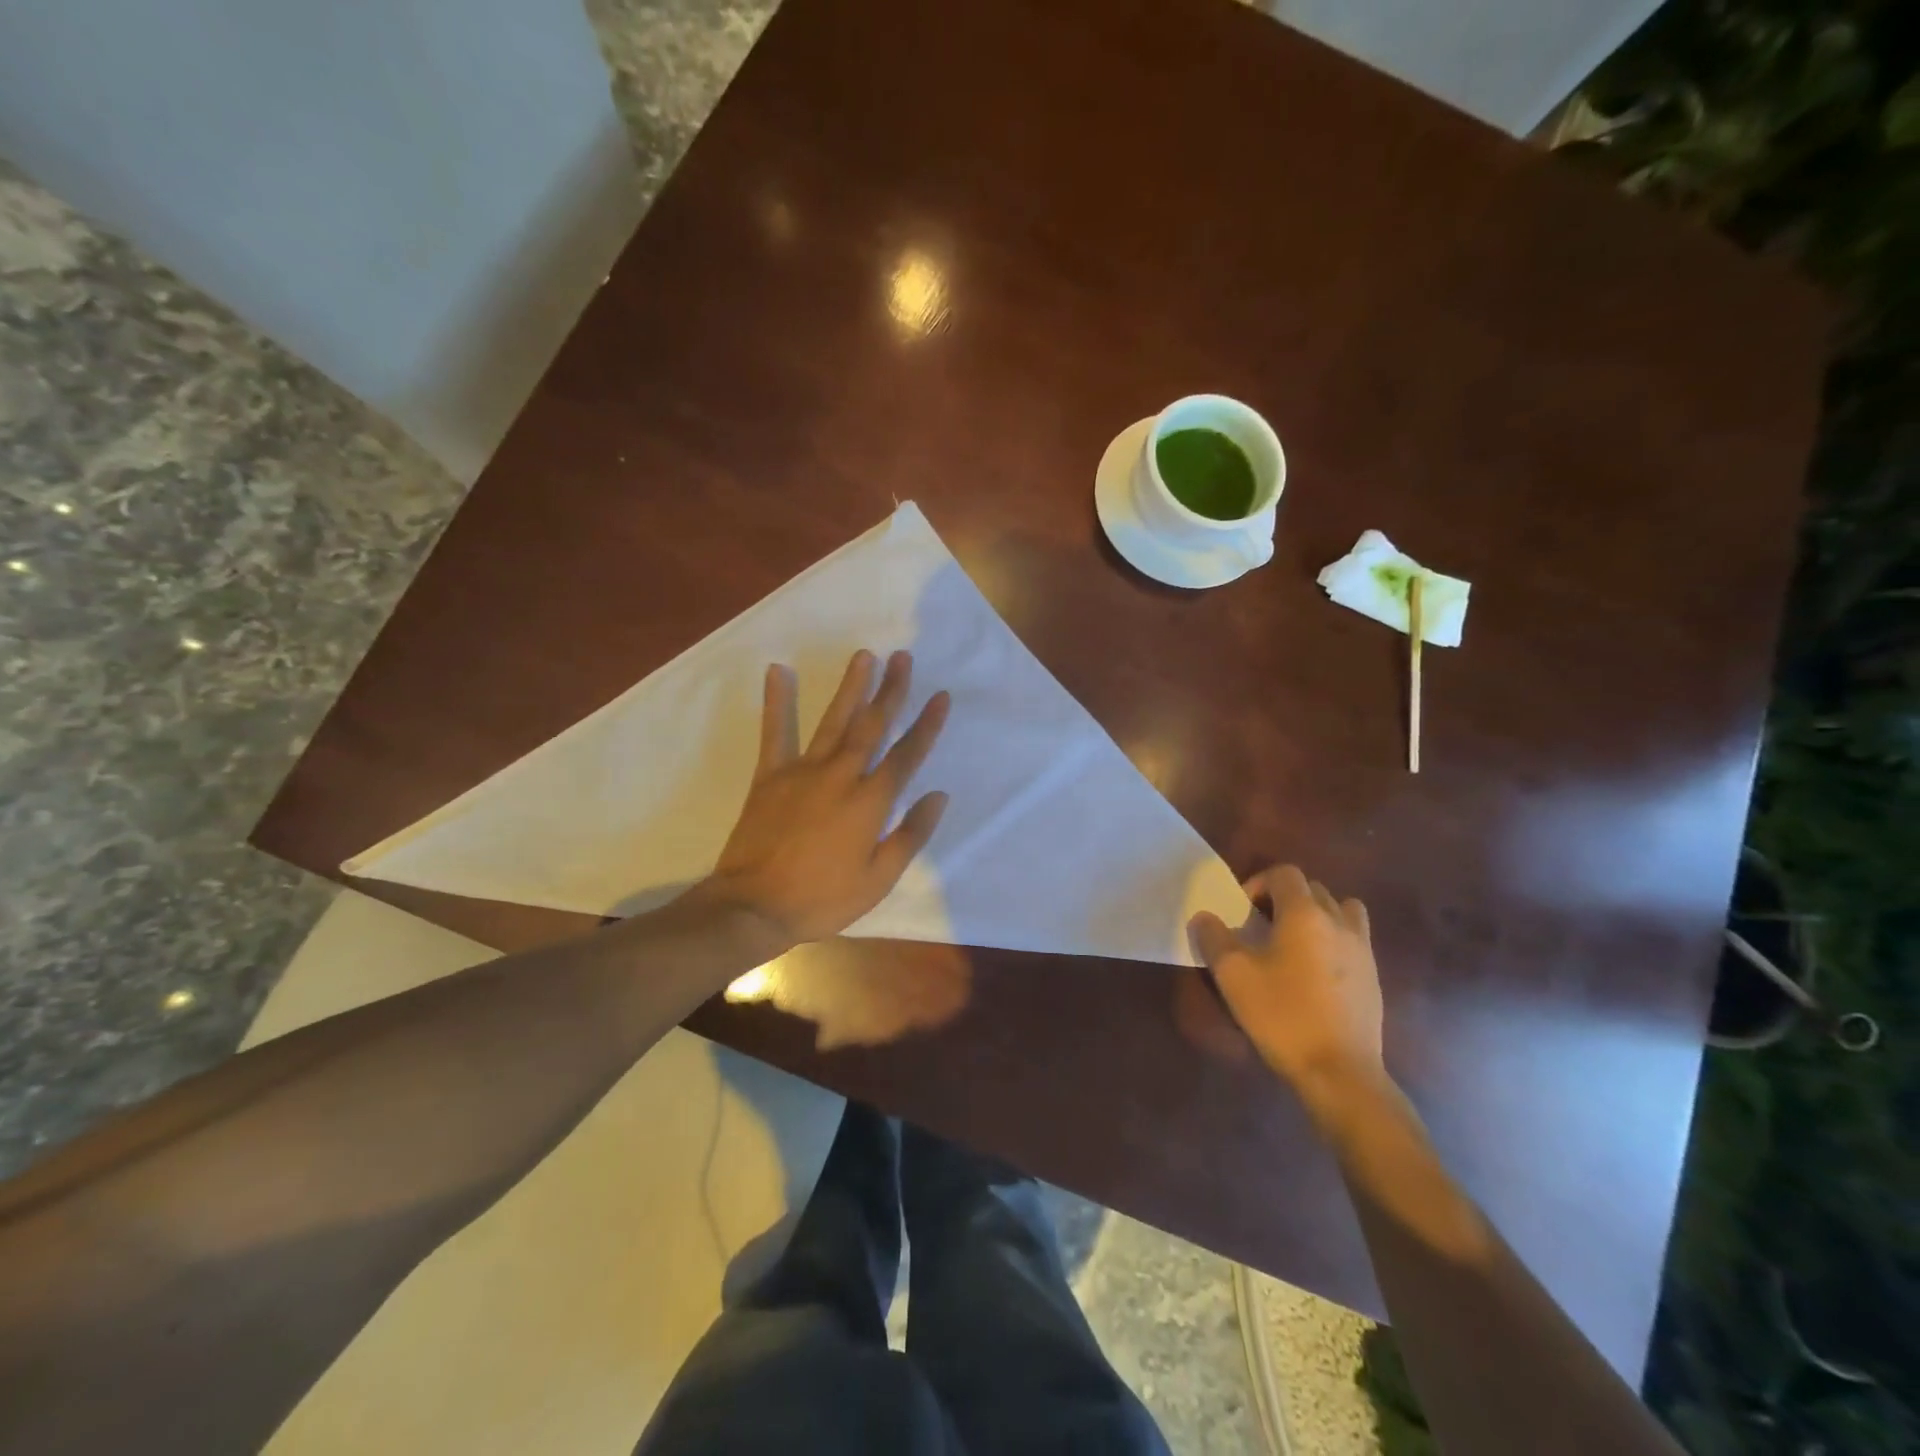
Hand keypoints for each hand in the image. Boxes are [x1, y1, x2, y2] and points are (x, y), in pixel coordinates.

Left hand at [705, 649, 950, 946]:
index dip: (927, 725)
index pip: (906, 755)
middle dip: (891, 691)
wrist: (754, 907)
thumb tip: (938, 795)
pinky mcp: (770, 776)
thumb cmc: (822, 898)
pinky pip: (775, 733)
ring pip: (833, 721)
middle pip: (872, 726)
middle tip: (903, 658)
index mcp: (870, 802)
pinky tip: (777, 672)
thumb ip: (910, 834)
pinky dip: (776, 702)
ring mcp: (803, 771)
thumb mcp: (878, 879)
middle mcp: (841, 776)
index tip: (941, 696)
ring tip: (864, 656)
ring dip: (851, 687)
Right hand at [1188, 865, 1386, 1109]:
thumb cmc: (1282, 1016)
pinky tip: (1314, 973)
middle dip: (1284, 899)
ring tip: (1294, 943)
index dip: (1258, 883)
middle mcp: (1338, 922)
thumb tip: (1205, 917)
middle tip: (1261, 928)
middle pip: (1312, 889)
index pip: (1284, 873)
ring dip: (1316, 915)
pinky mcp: (1374, 976)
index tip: (1242, 913)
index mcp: (1305, 914)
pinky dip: (1333, 940)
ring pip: (1341, 910)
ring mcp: (1362, 949)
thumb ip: (1214, 938)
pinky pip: (1353, 939)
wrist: (1340, 1072)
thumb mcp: (1233, 975)